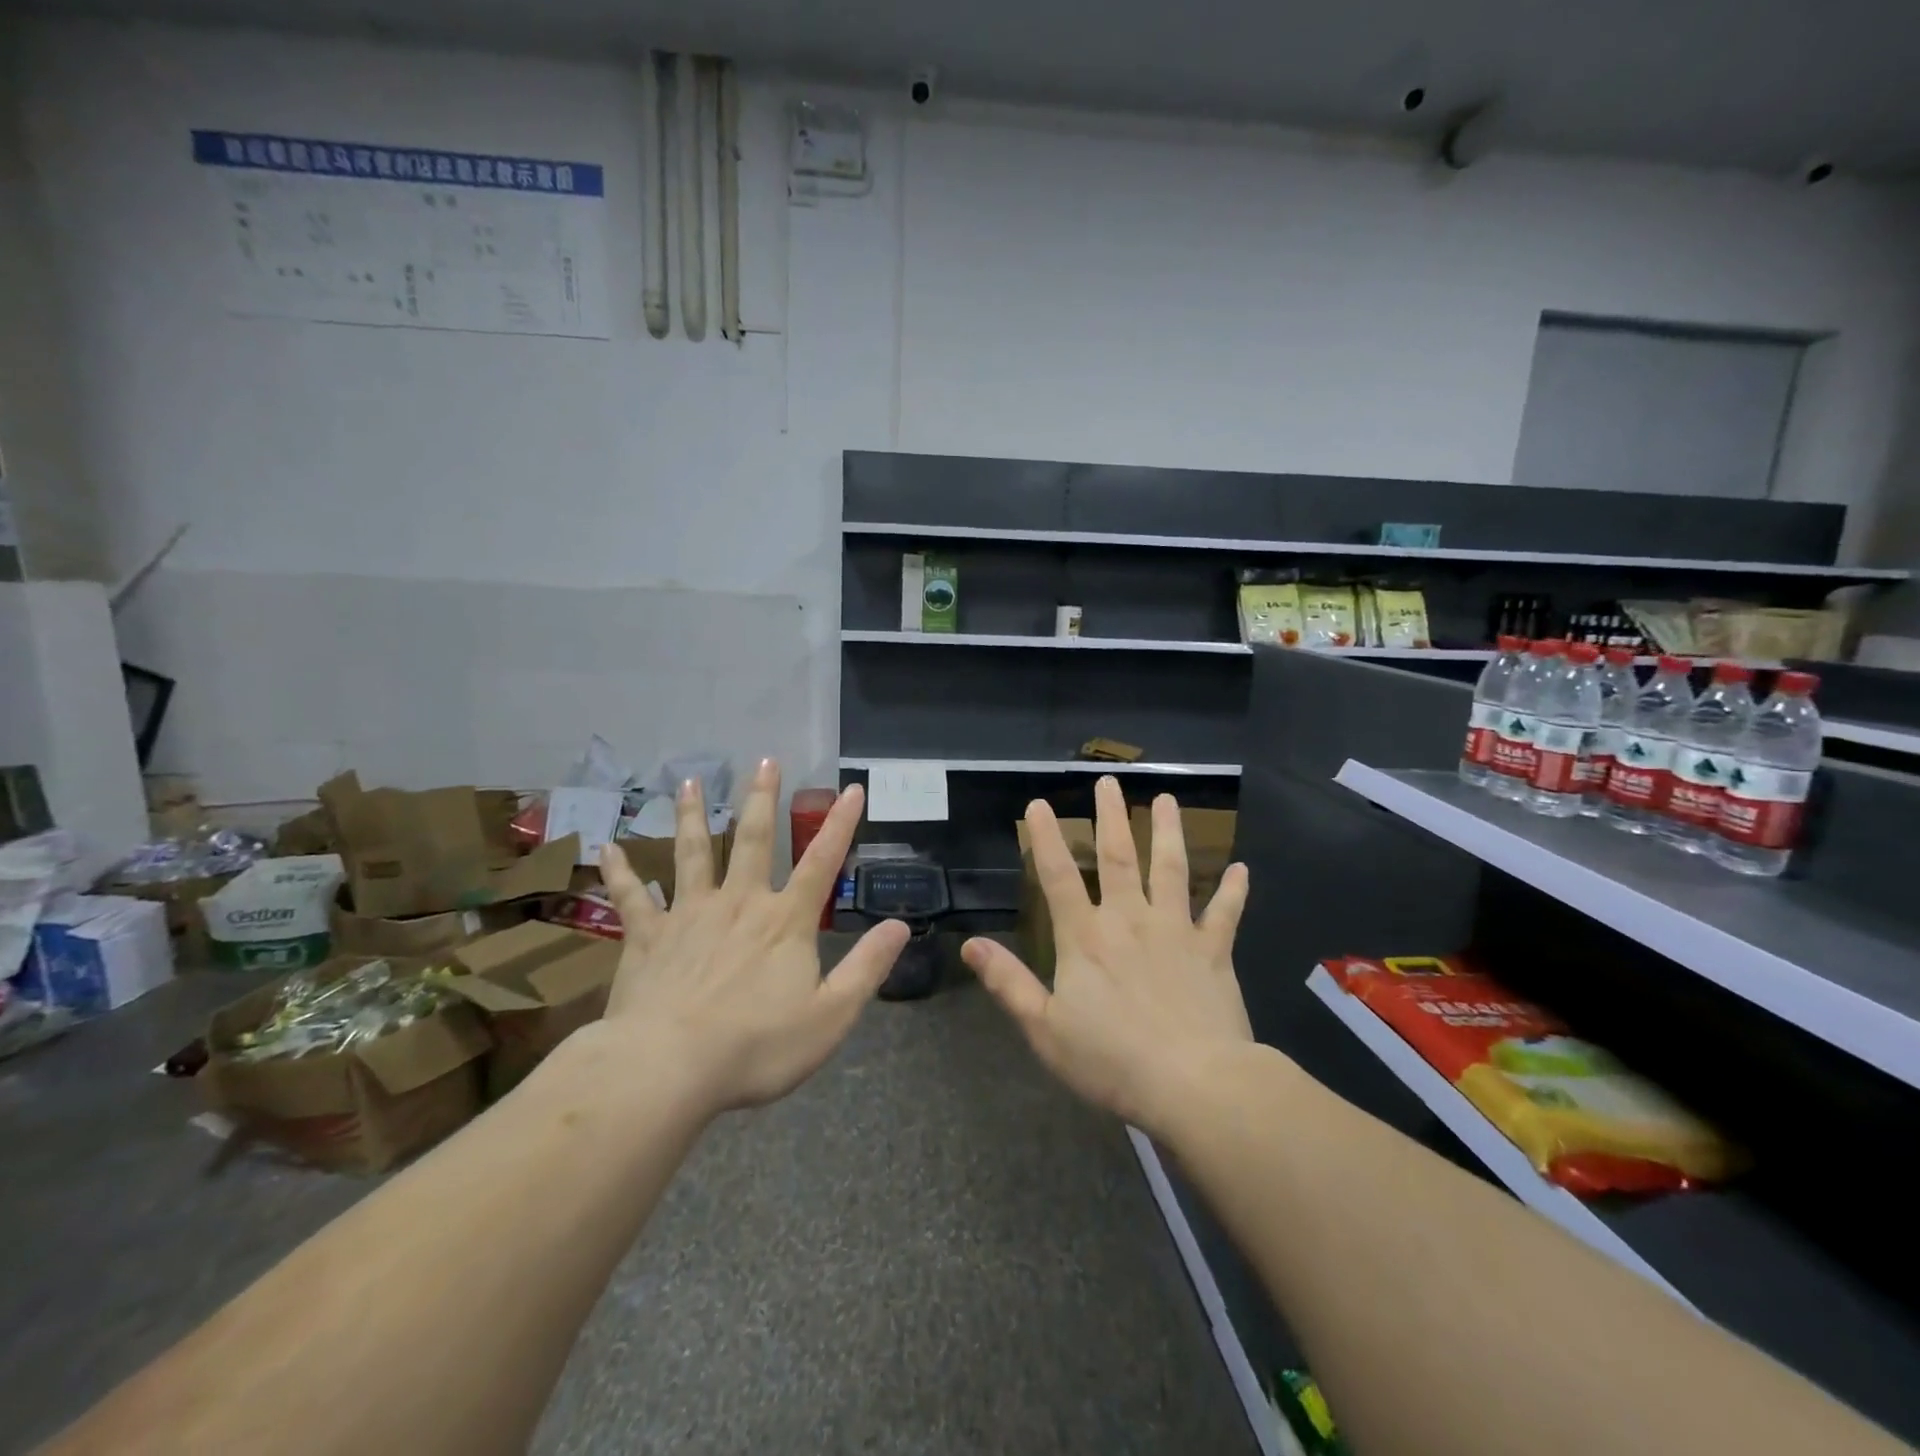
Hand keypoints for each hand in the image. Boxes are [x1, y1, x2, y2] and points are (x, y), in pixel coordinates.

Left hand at [596, 760, 908, 1115]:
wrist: (668, 1068)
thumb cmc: (757, 1046)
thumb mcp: (832, 1015)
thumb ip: (867, 967)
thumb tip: (900, 925)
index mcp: (785, 922)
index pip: (822, 862)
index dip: (841, 824)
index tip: (851, 788)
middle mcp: (739, 903)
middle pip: (753, 839)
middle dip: (762, 798)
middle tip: (765, 760)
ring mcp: (689, 915)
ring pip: (692, 853)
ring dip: (692, 815)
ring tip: (690, 781)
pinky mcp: (647, 937)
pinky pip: (632, 897)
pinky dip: (621, 871)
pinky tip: (607, 847)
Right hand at [962, 777, 1251, 1133]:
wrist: (1195, 1085)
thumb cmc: (1112, 1061)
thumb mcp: (1045, 1029)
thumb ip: (1009, 983)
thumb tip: (971, 945)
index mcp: (1086, 938)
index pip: (1059, 877)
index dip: (1046, 839)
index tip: (1039, 804)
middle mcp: (1130, 920)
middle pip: (1119, 857)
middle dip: (1111, 817)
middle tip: (1110, 781)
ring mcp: (1176, 931)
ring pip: (1171, 870)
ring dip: (1167, 832)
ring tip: (1166, 800)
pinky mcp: (1214, 951)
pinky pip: (1225, 914)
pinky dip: (1234, 891)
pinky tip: (1242, 869)